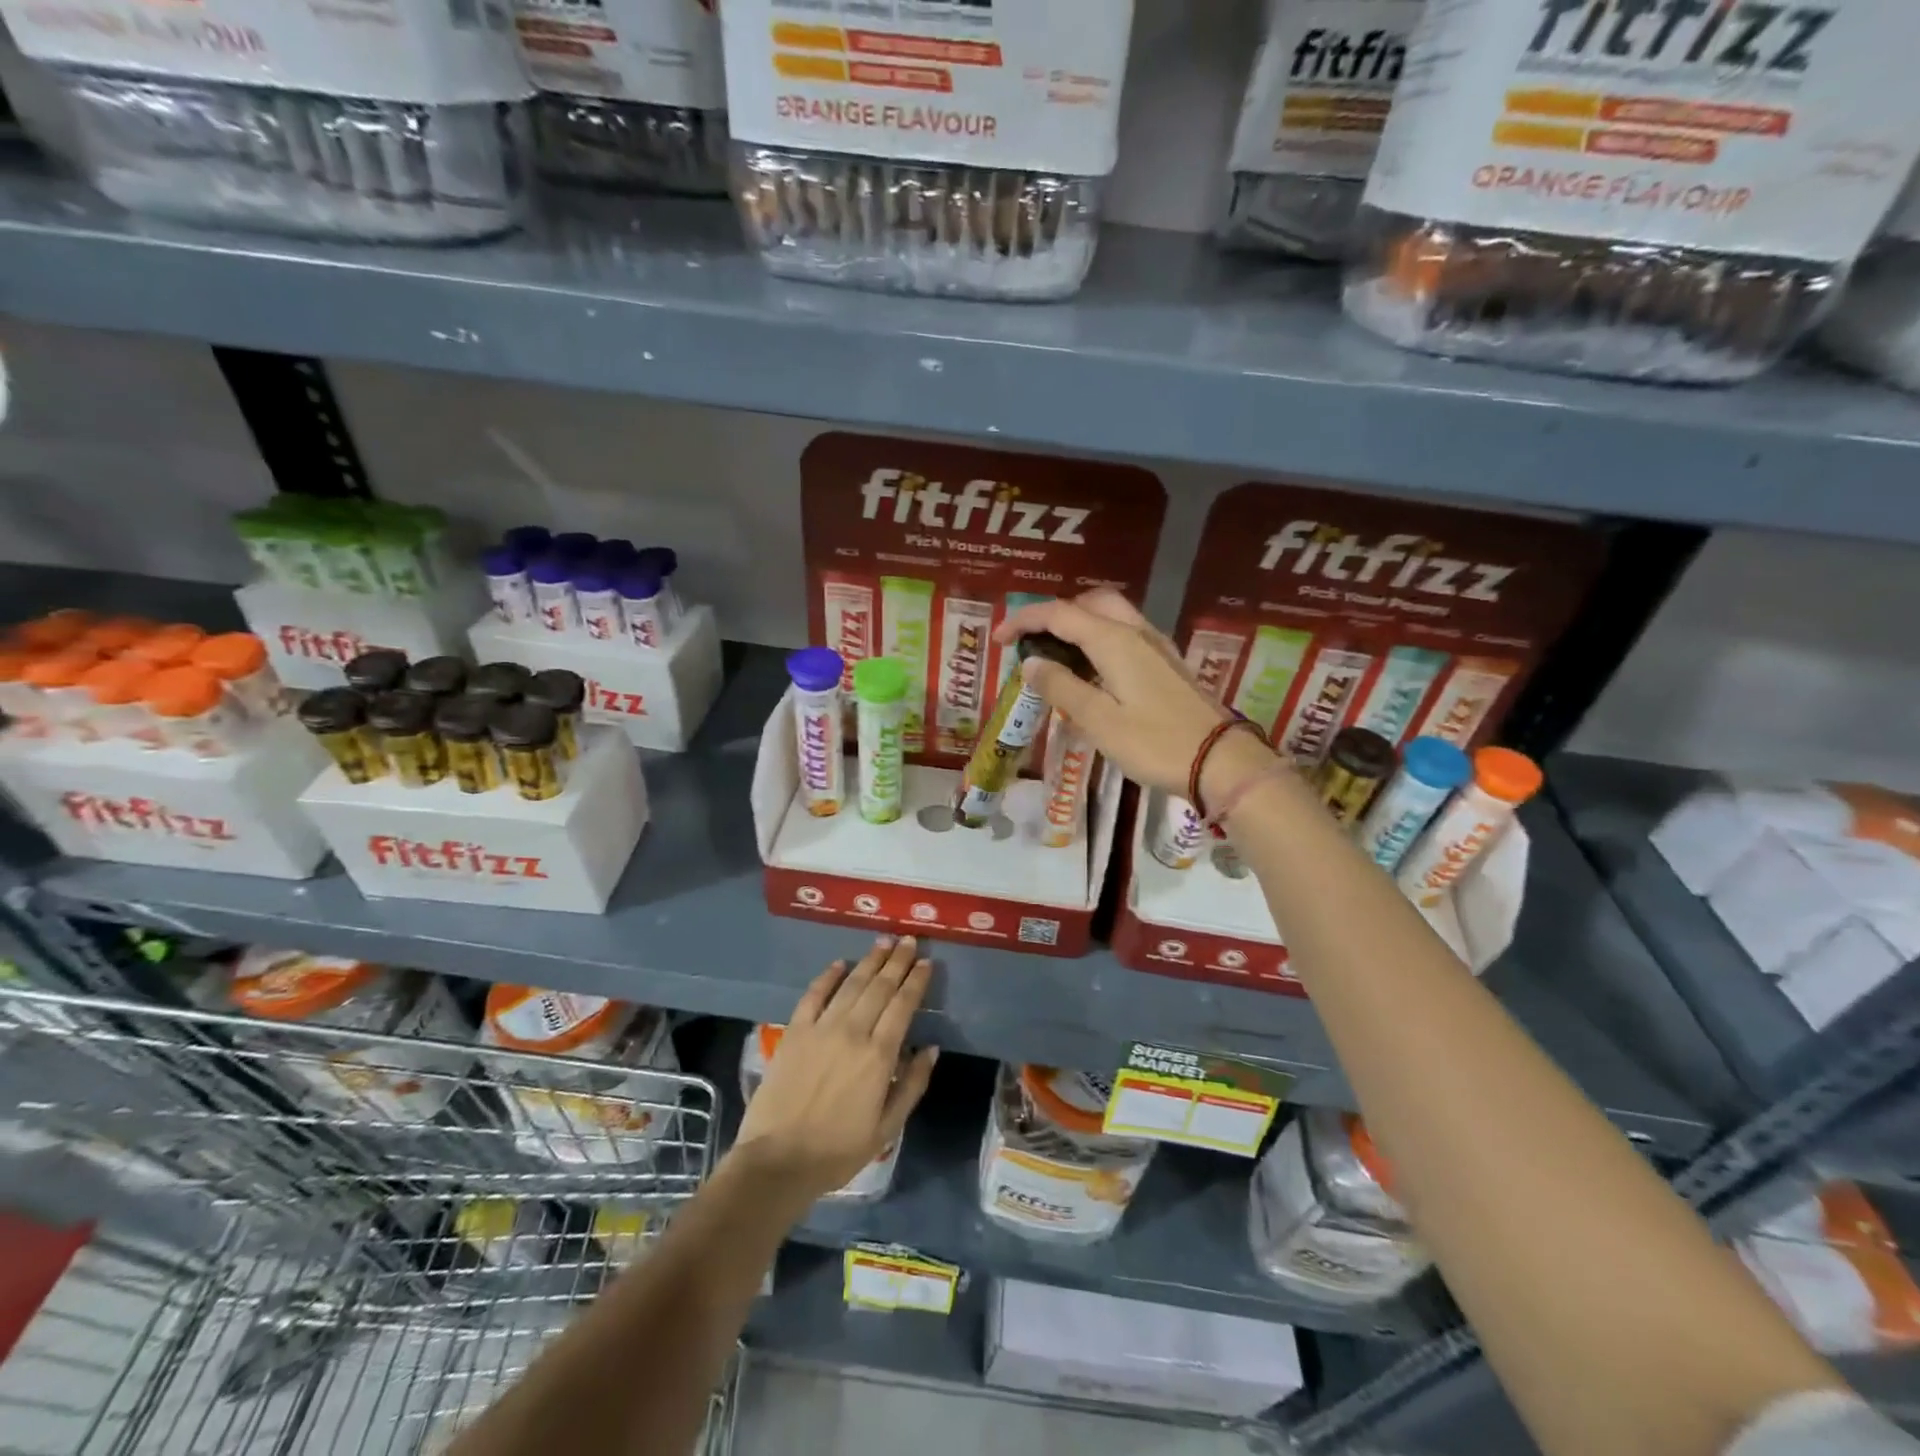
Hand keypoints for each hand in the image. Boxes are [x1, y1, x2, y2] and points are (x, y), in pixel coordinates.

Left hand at [733, 937, 938, 1203]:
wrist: (778, 1161)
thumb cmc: (838, 1150)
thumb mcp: (887, 1128)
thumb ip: (912, 1085)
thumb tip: (931, 1049)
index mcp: (879, 1056)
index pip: (903, 1005)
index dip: (916, 981)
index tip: (926, 962)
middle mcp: (853, 1032)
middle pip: (880, 987)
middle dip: (897, 961)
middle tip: (909, 940)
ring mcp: (821, 1028)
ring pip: (851, 984)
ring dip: (869, 960)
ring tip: (883, 941)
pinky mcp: (794, 1031)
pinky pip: (813, 995)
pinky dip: (828, 976)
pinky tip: (839, 964)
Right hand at [995, 589, 1275, 798]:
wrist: (1221, 762)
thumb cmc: (1155, 743)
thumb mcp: (1099, 721)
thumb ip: (1062, 687)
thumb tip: (1032, 663)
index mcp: (1115, 641)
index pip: (1060, 614)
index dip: (1025, 620)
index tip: (999, 639)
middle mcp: (1136, 633)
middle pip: (1089, 603)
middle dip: (1055, 613)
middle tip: (1032, 640)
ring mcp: (1157, 647)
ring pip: (1111, 616)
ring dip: (1079, 624)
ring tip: (1056, 654)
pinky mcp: (1167, 665)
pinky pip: (1125, 635)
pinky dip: (1099, 639)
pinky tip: (1092, 670)